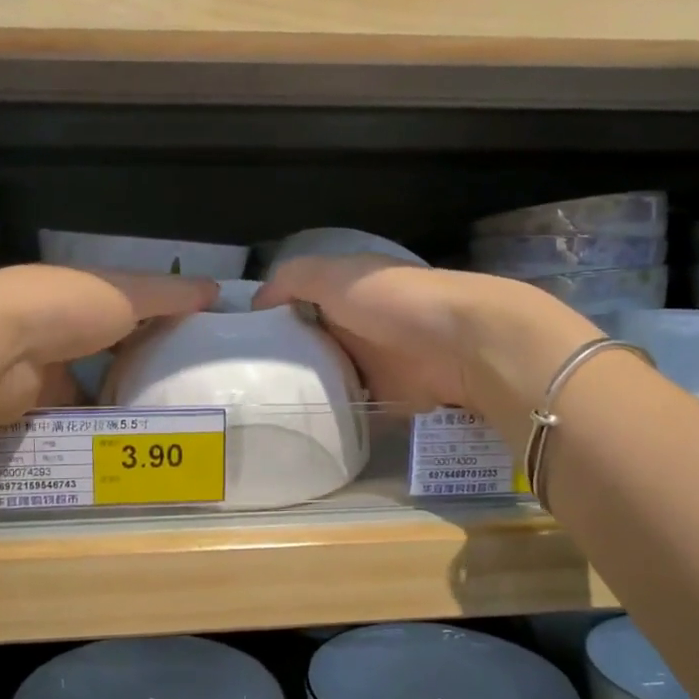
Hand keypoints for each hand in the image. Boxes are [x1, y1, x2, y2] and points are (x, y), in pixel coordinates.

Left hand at [0, 265, 217, 426]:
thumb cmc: (65, 307)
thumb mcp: (127, 293)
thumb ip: (170, 295)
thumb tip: (215, 290)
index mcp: (75, 292)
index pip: (122, 304)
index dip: (154, 320)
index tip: (187, 343)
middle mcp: (54, 325)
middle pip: (102, 349)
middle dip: (134, 368)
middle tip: (177, 393)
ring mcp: (38, 366)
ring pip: (85, 387)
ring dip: (113, 402)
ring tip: (159, 424)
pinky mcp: (28, 404)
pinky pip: (68, 418)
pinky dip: (91, 429)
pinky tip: (123, 445)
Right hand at [251, 256, 600, 412]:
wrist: (463, 346)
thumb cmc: (394, 302)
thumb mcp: (333, 276)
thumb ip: (292, 280)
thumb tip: (255, 303)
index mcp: (344, 289)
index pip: (296, 301)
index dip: (268, 317)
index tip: (235, 341)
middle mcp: (355, 323)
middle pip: (308, 341)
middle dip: (279, 357)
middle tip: (239, 381)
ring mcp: (371, 362)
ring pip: (324, 374)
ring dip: (301, 387)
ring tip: (256, 406)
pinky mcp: (385, 397)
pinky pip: (347, 405)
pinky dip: (328, 412)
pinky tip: (296, 422)